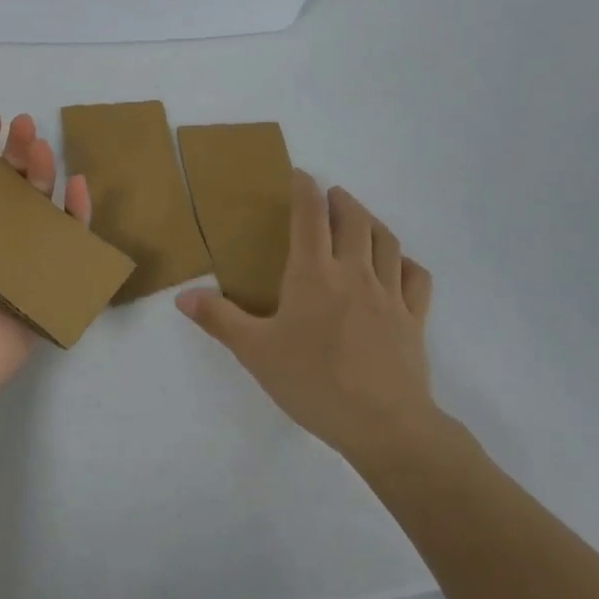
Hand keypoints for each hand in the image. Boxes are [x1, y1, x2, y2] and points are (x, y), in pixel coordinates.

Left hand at [0, 112, 90, 410]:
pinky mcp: (42, 280)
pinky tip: (77, 184)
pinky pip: (67, 241)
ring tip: (42, 146)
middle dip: (16, 151)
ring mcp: (14, 259)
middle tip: (22, 125)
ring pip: (37, 206)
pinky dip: (77, 212)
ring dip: (43, 171)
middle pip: (6, 185)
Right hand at [176, 171, 443, 471]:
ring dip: (372, 222)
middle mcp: (354, 273)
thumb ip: (219, 319)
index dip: (305, 190)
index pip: (309, 217)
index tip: (300, 174)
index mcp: (313, 274)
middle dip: (341, 200)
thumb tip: (182, 295)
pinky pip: (415, 278)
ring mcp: (389, 294)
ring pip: (387, 242)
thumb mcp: (255, 352)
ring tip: (361, 219)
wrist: (383, 424)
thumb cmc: (313, 382)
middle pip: (353, 220)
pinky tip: (398, 264)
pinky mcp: (414, 319)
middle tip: (331, 195)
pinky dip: (406, 262)